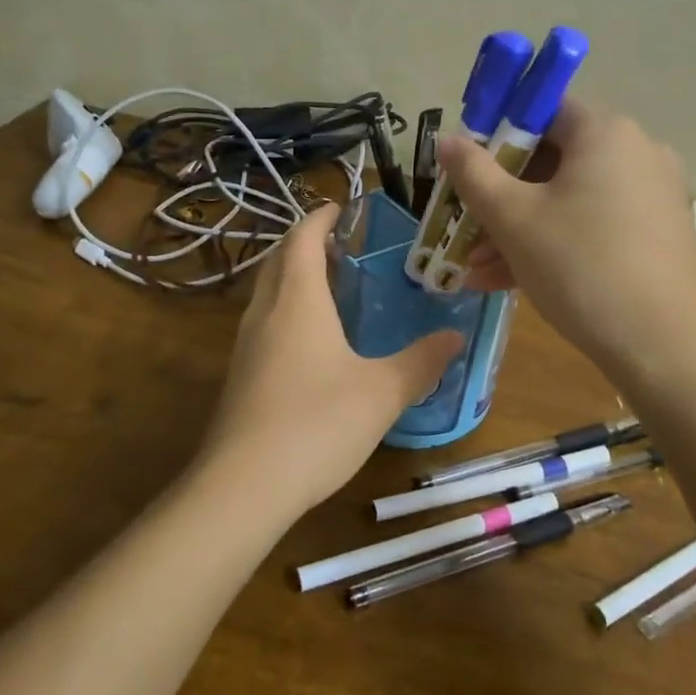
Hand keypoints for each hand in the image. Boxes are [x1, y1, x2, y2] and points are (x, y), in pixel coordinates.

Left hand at [200, 203, 461, 517]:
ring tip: (330, 285)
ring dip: (293, 276)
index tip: (342, 208)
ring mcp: (246, 344)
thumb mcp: (383, 392)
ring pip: (267, 291)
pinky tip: (312, 340)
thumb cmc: (318, 422)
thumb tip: (455, 337)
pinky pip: (264, 322)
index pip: (302, 237)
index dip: (320, 217)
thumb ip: (421, 362)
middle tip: (341, 244)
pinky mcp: (240, 375)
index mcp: (297, 299)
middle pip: (279, 259)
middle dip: (305, 242)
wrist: (244, 486)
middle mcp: (265, 311)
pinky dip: (286, 309)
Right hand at [439, 98, 695, 381]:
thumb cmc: (580, 267)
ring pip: (569, 199)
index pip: (543, 110)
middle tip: (465, 229)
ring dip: (520, 229)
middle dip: (501, 197)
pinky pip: (593, 225)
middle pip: (553, 160)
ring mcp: (652, 195)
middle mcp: (637, 152)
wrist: (665, 347)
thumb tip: (448, 140)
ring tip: (476, 270)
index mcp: (605, 132)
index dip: (497, 134)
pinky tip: (509, 281)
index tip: (468, 170)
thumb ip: (473, 173)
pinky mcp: (656, 234)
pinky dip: (554, 243)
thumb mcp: (513, 219)